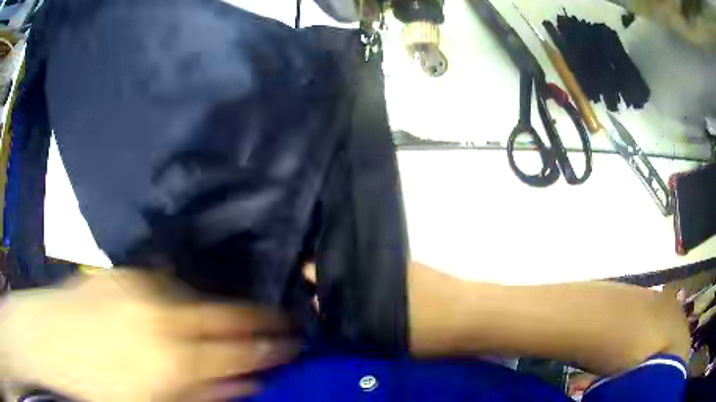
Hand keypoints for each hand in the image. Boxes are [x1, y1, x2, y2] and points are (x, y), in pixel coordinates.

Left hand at [0, 269, 297, 401]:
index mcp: (177, 361)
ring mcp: (145, 288)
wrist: (74, 348)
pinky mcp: (130, 273)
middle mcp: (165, 318)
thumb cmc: (122, 384)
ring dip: (221, 306)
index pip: (242, 352)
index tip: (294, 343)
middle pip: (227, 314)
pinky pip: (170, 276)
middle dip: (261, 317)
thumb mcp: (168, 400)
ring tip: (236, 316)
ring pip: (201, 292)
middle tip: (284, 319)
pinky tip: (190, 299)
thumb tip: (251, 382)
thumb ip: (211, 392)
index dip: (273, 348)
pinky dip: (187, 289)